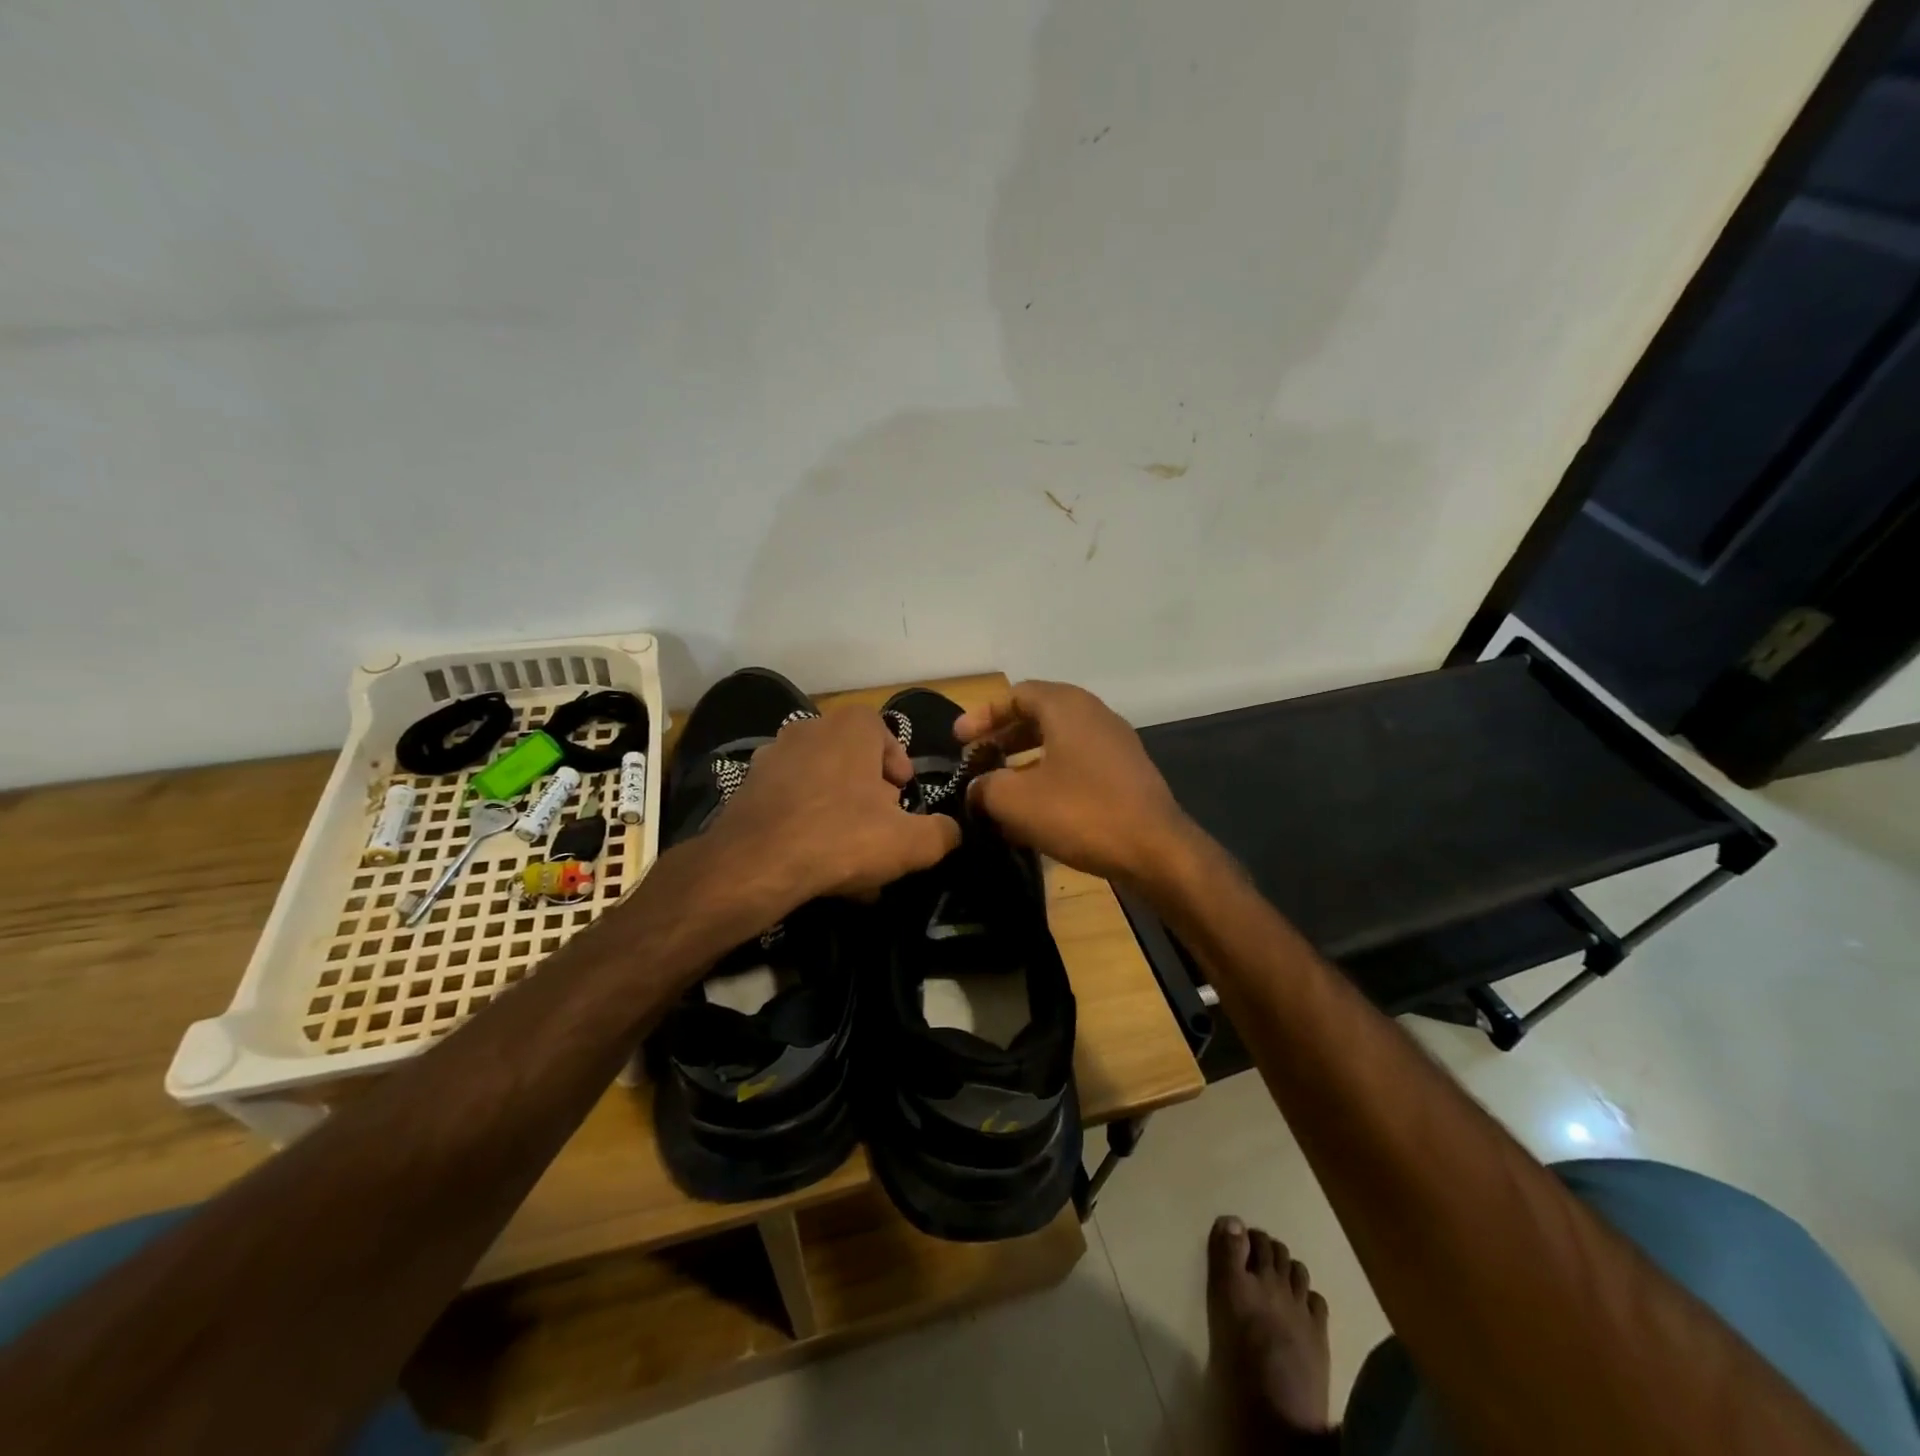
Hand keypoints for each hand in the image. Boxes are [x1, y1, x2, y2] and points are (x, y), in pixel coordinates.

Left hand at [708, 706, 961, 904]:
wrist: (755, 864)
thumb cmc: (842, 837)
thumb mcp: (911, 843)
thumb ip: (942, 833)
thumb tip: (951, 831)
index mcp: (851, 726)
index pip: (885, 735)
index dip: (898, 769)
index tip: (901, 801)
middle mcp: (809, 728)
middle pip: (852, 760)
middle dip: (868, 795)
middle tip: (878, 830)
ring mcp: (772, 755)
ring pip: (820, 783)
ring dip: (837, 812)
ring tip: (847, 856)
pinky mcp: (746, 787)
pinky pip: (790, 801)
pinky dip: (805, 824)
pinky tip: (813, 861)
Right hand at [957, 680, 1198, 886]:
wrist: (1156, 850)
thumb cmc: (1081, 813)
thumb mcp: (1016, 800)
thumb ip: (985, 786)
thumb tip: (976, 787)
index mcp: (1067, 707)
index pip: (1016, 694)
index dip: (983, 715)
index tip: (958, 740)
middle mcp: (1093, 715)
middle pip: (1037, 715)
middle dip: (1002, 737)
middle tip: (975, 759)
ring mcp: (1114, 744)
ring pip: (1058, 741)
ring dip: (1024, 760)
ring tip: (998, 787)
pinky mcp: (1125, 773)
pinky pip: (1077, 763)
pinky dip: (1049, 776)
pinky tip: (1034, 810)